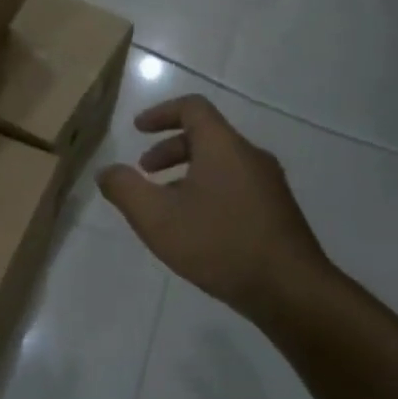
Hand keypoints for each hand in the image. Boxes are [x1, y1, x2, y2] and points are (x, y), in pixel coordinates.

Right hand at [98, 95, 335, 321]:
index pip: (192, 108)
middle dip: (169, 149)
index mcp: (223, 147)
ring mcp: (269, 184)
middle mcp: (250, 156)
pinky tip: (196, 227)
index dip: (160, 113)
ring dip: (187, 173)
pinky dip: (208, 190)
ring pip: (221, 163)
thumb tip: (107, 172)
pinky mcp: (277, 211)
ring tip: (166, 205)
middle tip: (145, 172)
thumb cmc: (218, 244)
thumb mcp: (156, 217)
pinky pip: (236, 185)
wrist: (290, 290)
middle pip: (206, 135)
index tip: (137, 130)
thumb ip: (125, 189)